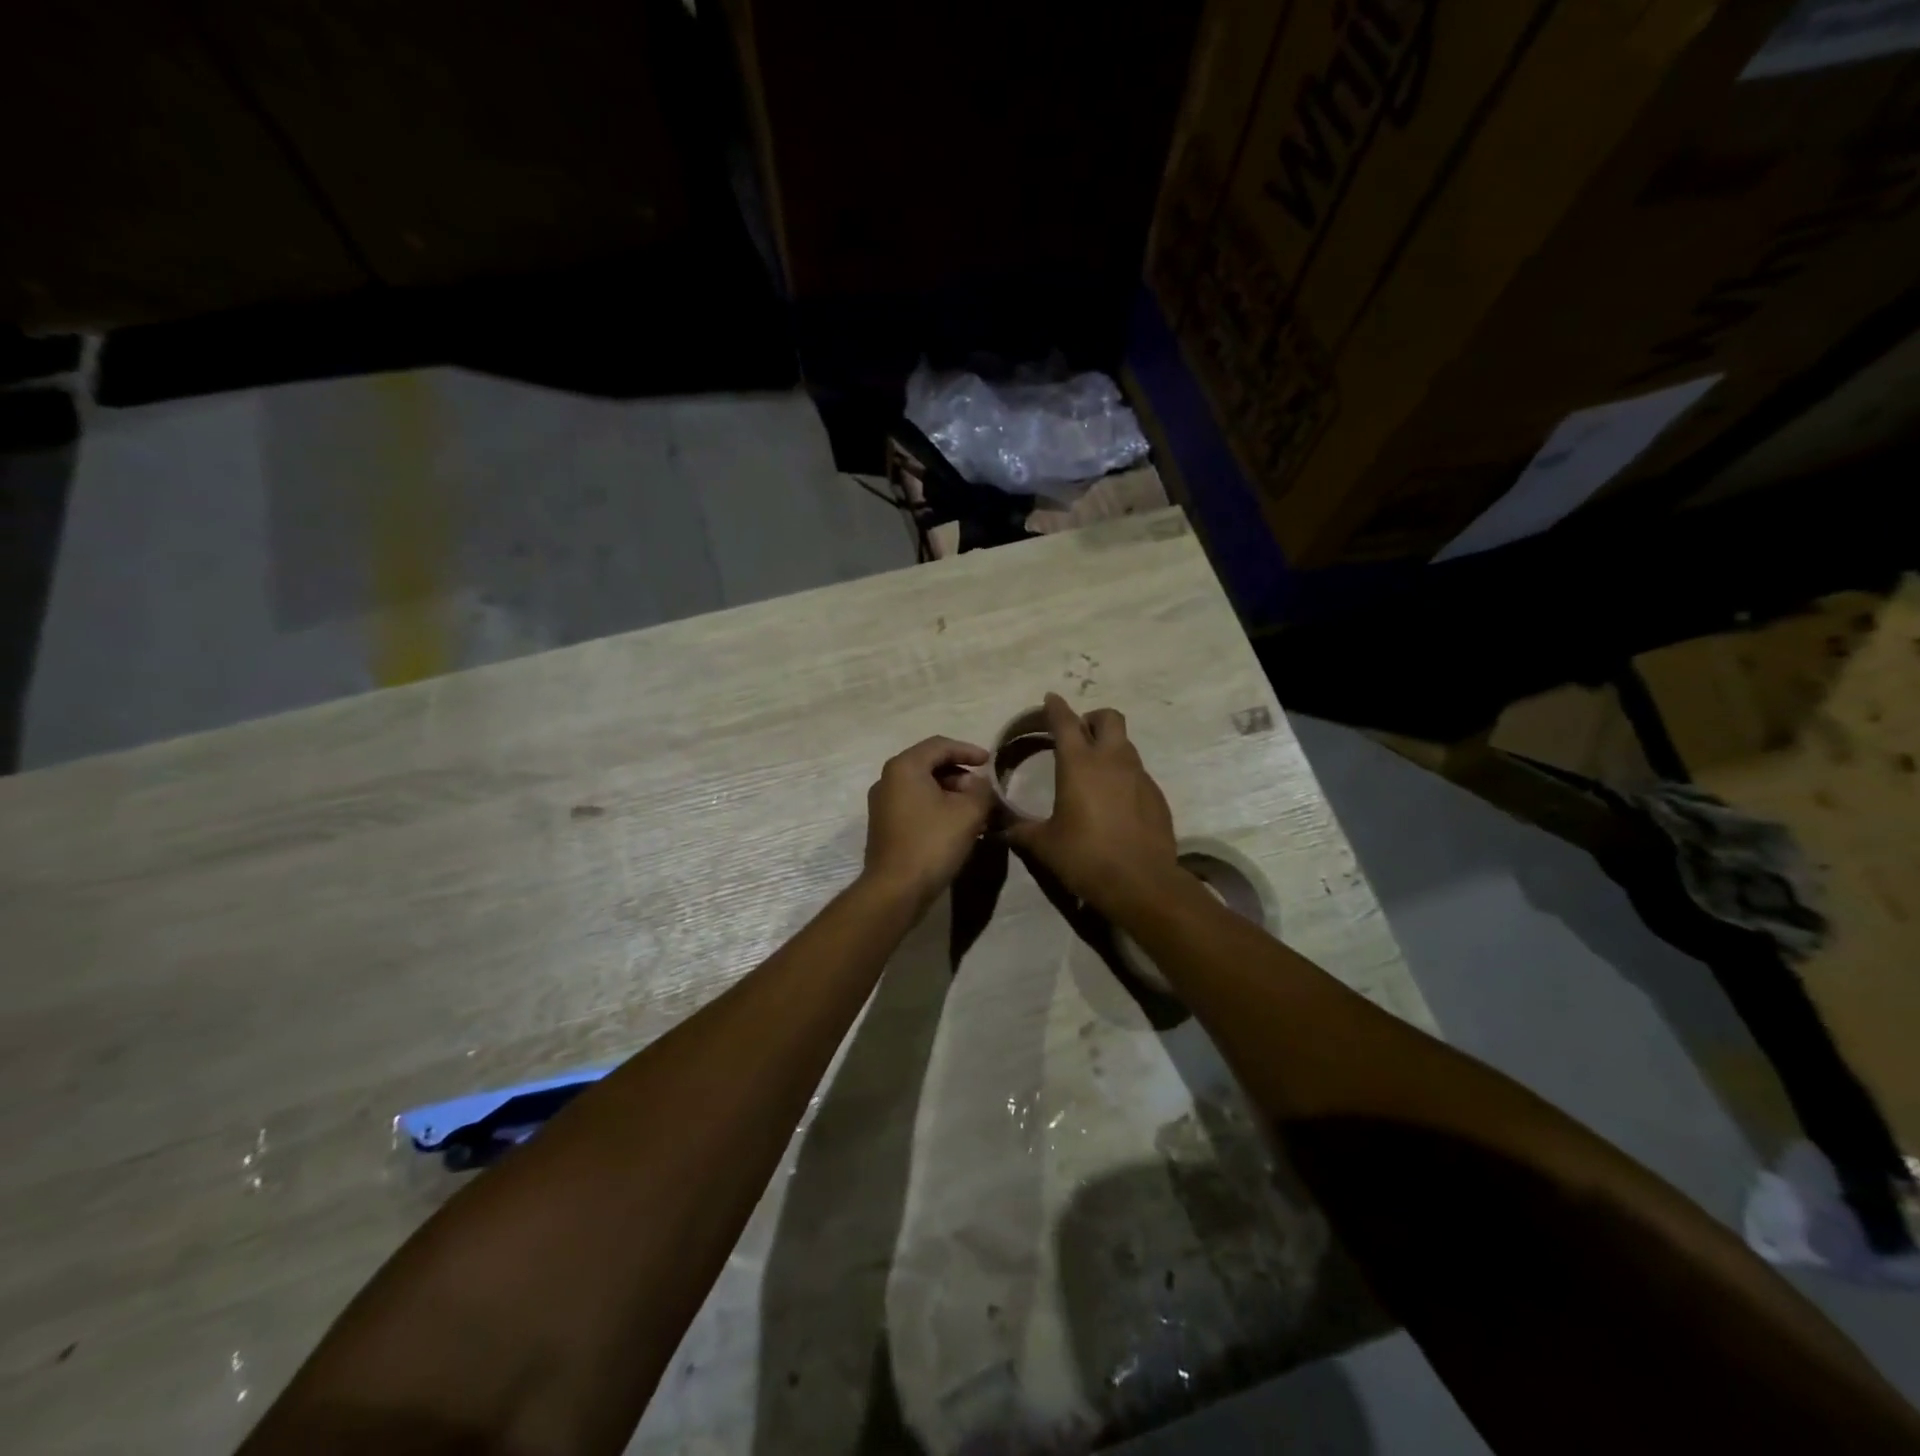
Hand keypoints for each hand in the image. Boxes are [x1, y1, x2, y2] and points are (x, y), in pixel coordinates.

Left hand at [861, 736, 996, 907]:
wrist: (895, 890)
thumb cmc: (932, 843)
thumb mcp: (969, 813)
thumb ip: (981, 790)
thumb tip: (980, 784)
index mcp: (904, 767)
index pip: (940, 745)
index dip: (968, 750)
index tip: (990, 762)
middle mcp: (888, 779)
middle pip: (929, 765)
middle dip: (961, 775)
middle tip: (983, 791)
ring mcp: (882, 804)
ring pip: (923, 787)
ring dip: (951, 794)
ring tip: (976, 811)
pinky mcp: (884, 826)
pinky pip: (915, 805)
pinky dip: (937, 808)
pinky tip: (957, 826)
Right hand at [1003, 693, 1178, 914]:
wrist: (1142, 883)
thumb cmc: (1085, 857)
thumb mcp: (1044, 845)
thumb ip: (1020, 829)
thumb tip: (1000, 826)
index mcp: (1079, 764)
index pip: (1065, 721)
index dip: (1055, 707)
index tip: (1050, 699)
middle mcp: (1112, 760)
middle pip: (1108, 718)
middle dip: (1092, 719)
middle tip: (1078, 735)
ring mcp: (1139, 776)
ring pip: (1125, 745)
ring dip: (1109, 747)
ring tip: (1093, 771)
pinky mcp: (1156, 796)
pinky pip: (1137, 773)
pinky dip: (1123, 776)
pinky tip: (1114, 802)